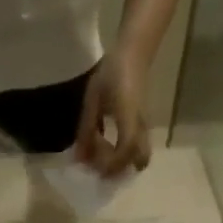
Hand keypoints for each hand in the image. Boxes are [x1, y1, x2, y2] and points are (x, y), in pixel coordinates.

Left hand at [74, 51, 153, 175]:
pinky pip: (136, 146)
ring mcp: (143, 124)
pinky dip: (123, 154)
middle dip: (121, 170)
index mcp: (128, 116)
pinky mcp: (141, 123)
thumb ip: (86, 130)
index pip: (126, 149)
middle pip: (140, 158)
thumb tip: (79, 159)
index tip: (94, 170)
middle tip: (100, 170)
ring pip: (140, 154)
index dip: (111, 165)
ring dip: (122, 163)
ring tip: (100, 159)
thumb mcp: (93, 100)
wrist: (134, 52)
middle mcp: (140, 125)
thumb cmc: (111, 72)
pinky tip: (105, 148)